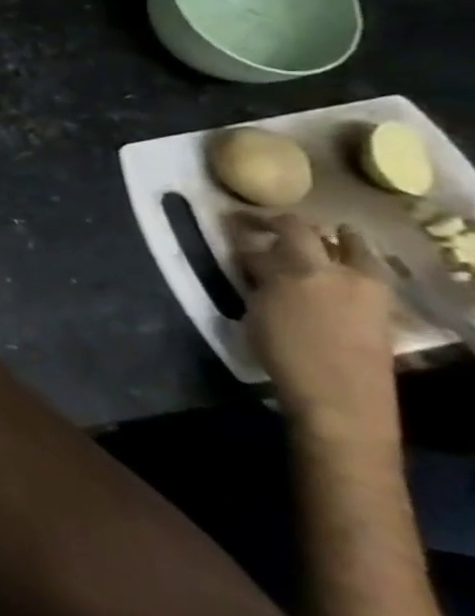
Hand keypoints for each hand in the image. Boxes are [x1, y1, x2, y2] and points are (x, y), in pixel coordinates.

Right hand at [237, 214, 399, 440]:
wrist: (338, 395)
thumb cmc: (286, 352)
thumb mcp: (258, 311)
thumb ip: (260, 278)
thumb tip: (254, 256)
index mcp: (300, 269)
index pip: (274, 230)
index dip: (252, 221)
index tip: (232, 220)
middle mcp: (336, 270)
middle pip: (310, 233)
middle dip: (287, 226)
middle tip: (269, 228)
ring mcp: (366, 287)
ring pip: (351, 247)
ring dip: (330, 239)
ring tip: (313, 240)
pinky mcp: (382, 306)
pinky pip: (367, 268)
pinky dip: (353, 258)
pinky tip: (337, 267)